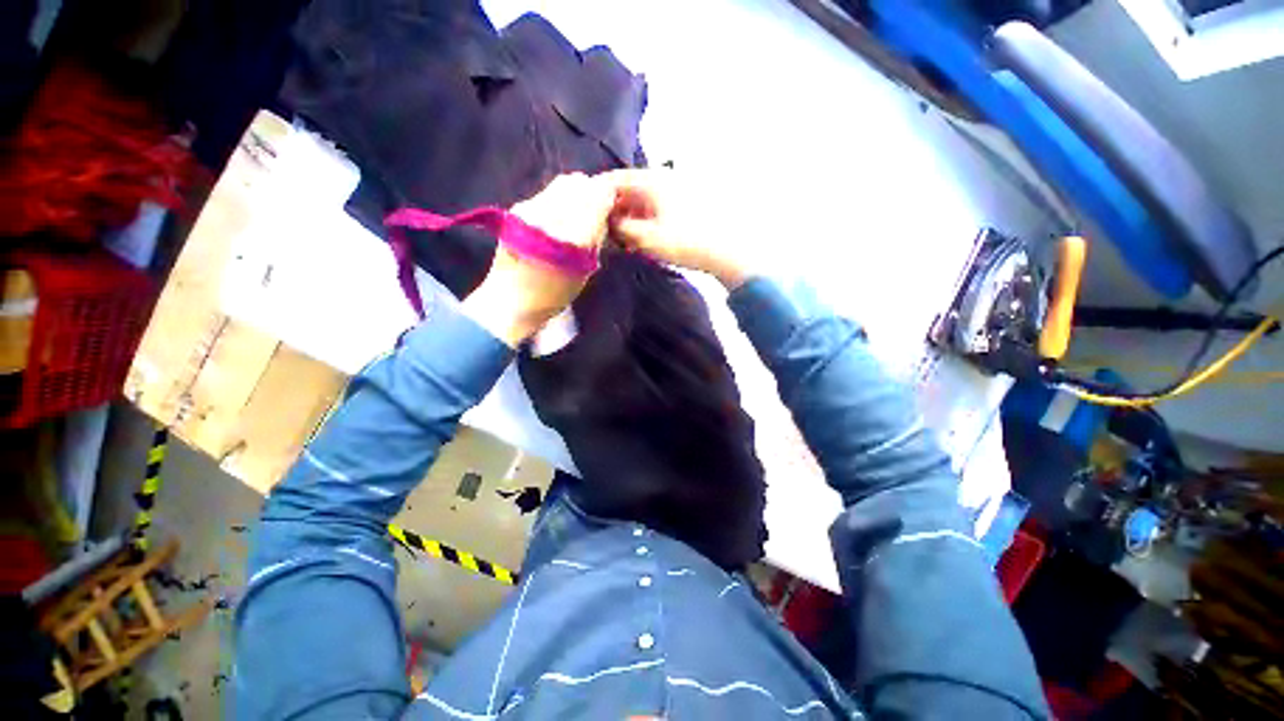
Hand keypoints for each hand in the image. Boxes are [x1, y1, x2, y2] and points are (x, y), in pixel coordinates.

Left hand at [463, 173, 614, 345]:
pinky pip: (548, 192)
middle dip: (592, 193)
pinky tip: (559, 219)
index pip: (598, 195)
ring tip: (577, 215)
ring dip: (576, 194)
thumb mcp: (585, 269)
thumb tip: (605, 213)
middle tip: (596, 213)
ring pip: (563, 183)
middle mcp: (551, 214)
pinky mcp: (518, 207)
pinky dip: (560, 199)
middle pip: (580, 183)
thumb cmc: (554, 294)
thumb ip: (597, 237)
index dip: (609, 198)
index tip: (613, 209)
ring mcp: (530, 208)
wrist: (510, 300)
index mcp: (573, 235)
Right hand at [606, 168, 756, 289]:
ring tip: (618, 239)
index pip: (614, 179)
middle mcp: (662, 179)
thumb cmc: (684, 242)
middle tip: (600, 231)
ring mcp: (675, 192)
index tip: (583, 212)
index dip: (596, 195)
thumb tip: (606, 222)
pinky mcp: (683, 206)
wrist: (725, 252)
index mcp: (651, 180)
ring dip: (628, 218)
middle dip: (612, 210)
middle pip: (628, 190)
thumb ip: (621, 228)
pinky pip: (655, 209)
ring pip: (641, 201)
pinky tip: (639, 239)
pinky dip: (643, 222)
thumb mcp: (646, 237)